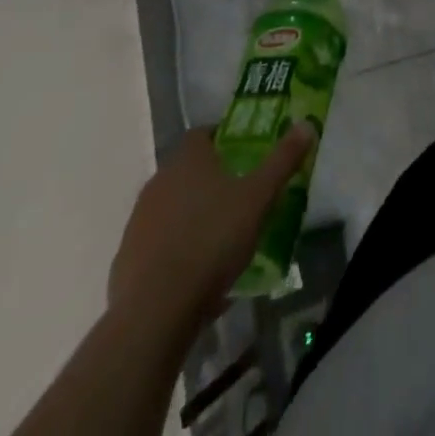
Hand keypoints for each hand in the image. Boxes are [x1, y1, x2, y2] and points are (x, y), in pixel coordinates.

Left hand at [107, 125, 313, 314]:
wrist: (155, 312)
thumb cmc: (211, 240)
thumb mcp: (259, 197)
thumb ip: (283, 160)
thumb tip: (307, 123)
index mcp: (187, 159)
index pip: (203, 133)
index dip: (224, 139)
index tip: (245, 154)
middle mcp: (158, 182)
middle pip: (188, 171)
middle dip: (212, 181)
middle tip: (241, 197)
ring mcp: (138, 223)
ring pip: (173, 209)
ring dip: (194, 218)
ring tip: (223, 240)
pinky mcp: (127, 261)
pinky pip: (160, 246)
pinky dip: (178, 253)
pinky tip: (199, 276)